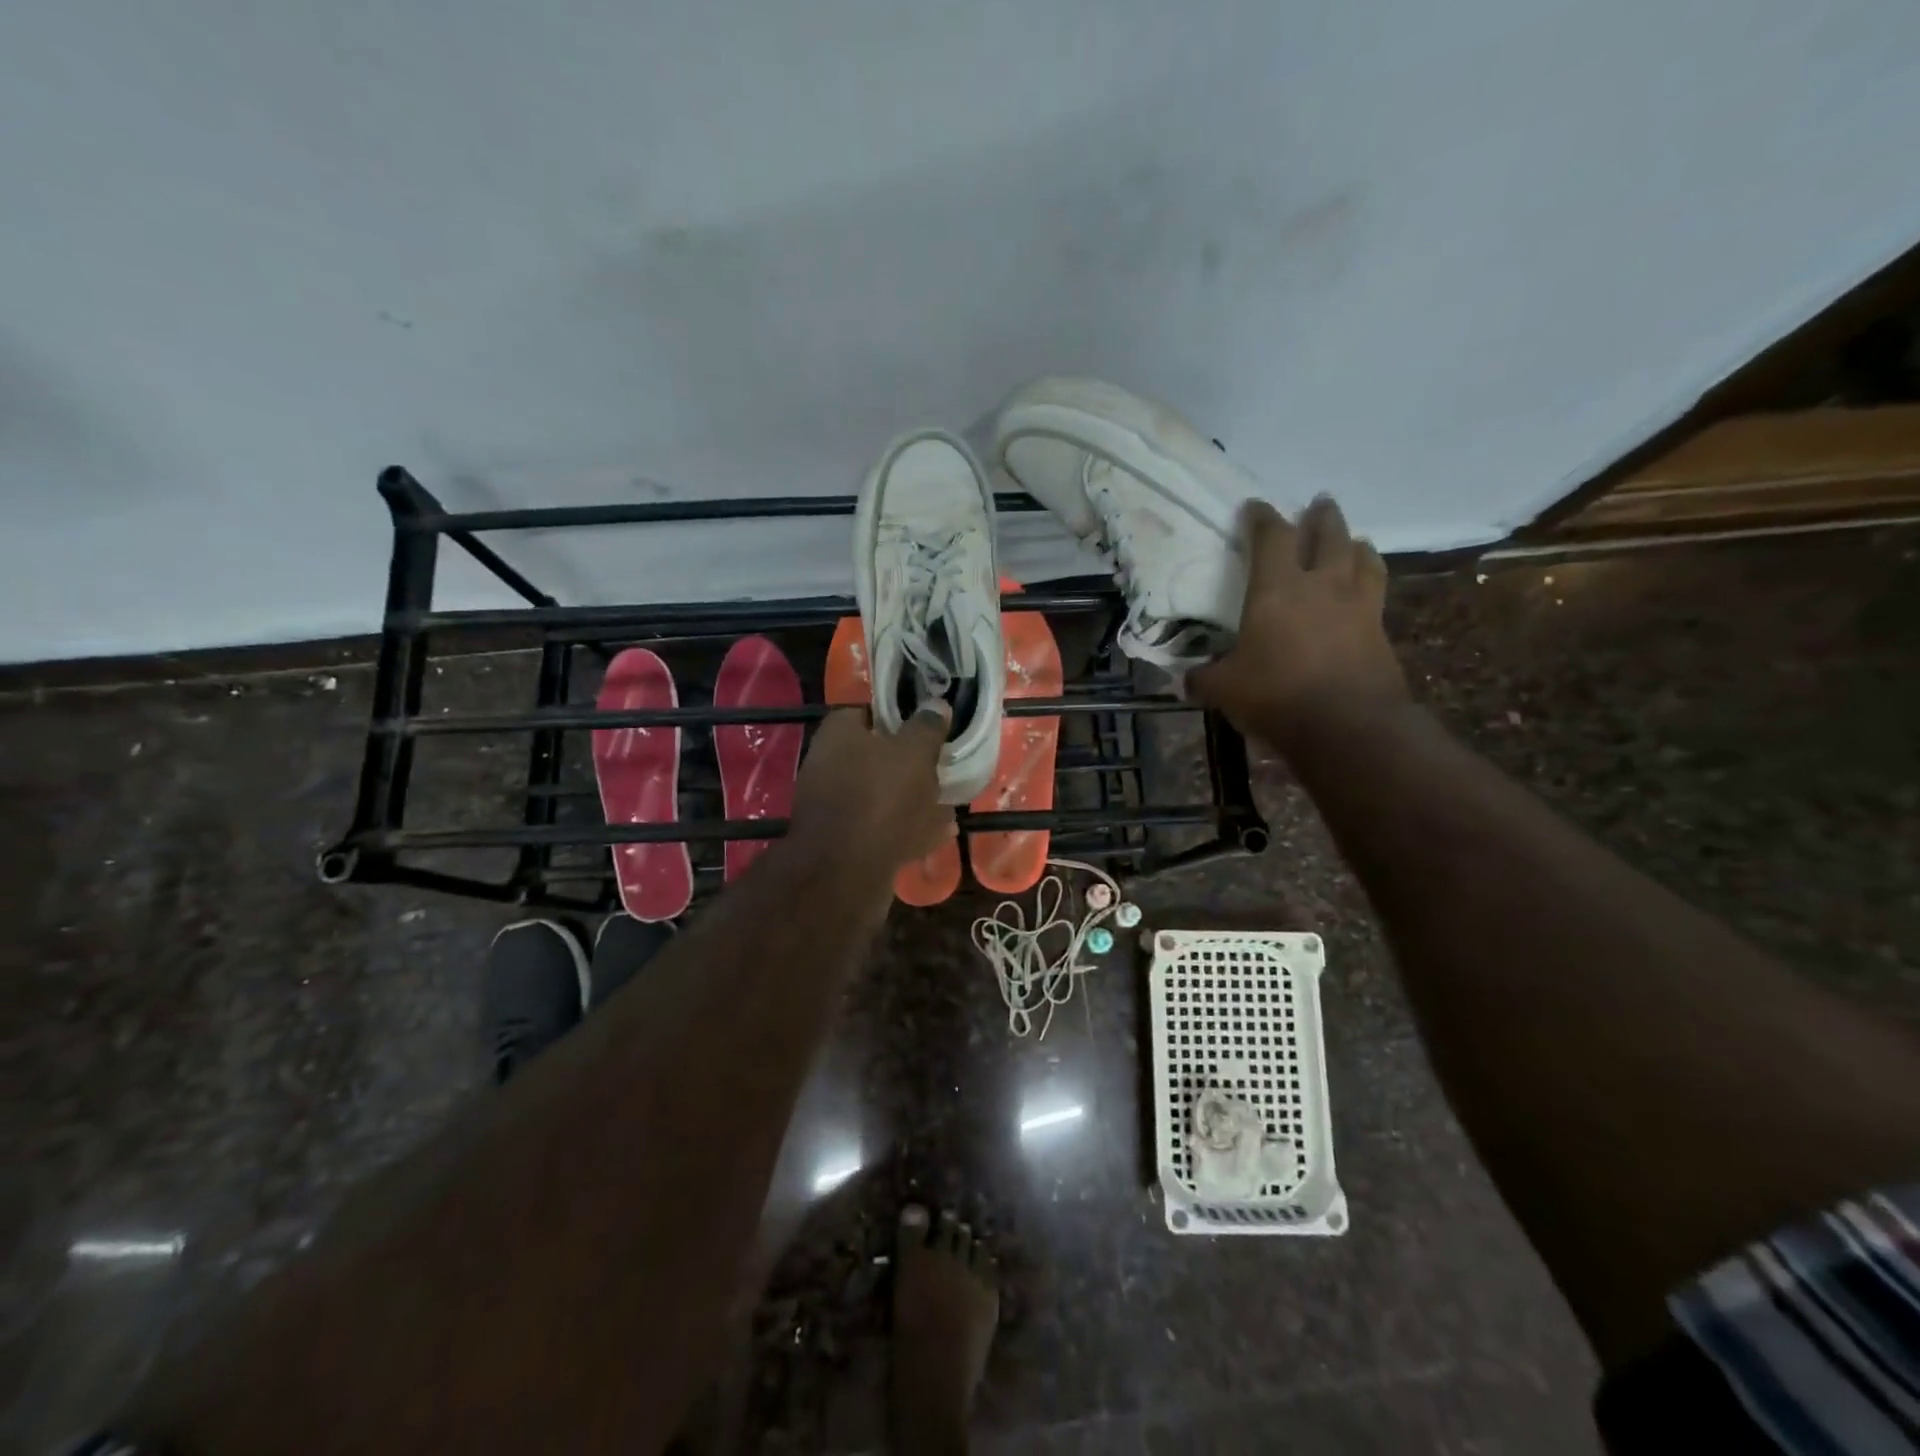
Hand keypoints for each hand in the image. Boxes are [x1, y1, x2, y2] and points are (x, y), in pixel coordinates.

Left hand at [788, 705, 955, 876]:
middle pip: (875, 757)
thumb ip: (927, 727)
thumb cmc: (880, 798)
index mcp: (838, 735)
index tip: (927, 725)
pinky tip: (940, 833)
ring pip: (881, 795)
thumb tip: (937, 704)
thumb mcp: (913, 753)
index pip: (867, 712)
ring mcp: (834, 807)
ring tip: (948, 802)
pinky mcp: (844, 843)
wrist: (845, 873)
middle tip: (941, 767)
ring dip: (913, 799)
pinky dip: (908, 829)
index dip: (898, 716)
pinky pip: (882, 828)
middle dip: (908, 763)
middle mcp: (828, 766)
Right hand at [1187, 496, 1406, 741]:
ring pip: (1363, 558)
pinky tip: (1365, 590)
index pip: (1271, 537)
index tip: (1254, 506)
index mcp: (1278, 588)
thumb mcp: (1224, 689)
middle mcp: (1322, 585)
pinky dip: (1369, 582)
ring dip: (1355, 544)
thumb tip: (1186, 680)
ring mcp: (1358, 607)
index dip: (1262, 517)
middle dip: (1322, 517)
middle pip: (1328, 535)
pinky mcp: (1381, 633)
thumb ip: (1204, 678)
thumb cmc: (1276, 694)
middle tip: (1319, 504)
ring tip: (1353, 540)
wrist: (1347, 725)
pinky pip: (1376, 594)